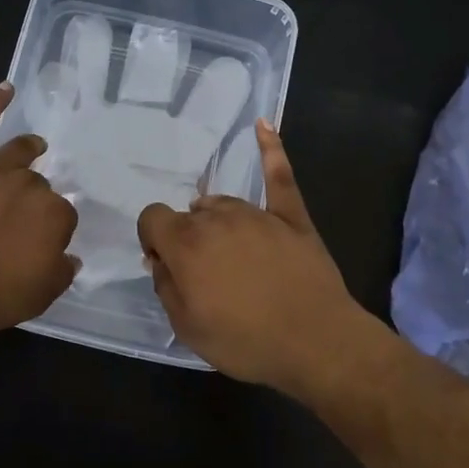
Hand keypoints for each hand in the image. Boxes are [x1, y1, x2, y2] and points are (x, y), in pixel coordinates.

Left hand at [0, 82, 78, 335]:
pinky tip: (6, 88)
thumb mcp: (38, 297)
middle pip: (40, 185)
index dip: (52, 231)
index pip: (63, 216)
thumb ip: (61, 273)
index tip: (41, 244)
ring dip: (29, 149)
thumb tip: (69, 257)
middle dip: (36, 198)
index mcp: (54, 216)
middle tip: (21, 220)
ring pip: (19, 154)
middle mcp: (29, 186)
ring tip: (36, 146)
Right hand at [137, 122, 375, 394]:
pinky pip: (279, 175)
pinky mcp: (292, 216)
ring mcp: (257, 214)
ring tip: (229, 254)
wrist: (316, 343)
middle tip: (205, 274)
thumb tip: (159, 260)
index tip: (165, 265)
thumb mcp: (187, 328)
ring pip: (222, 203)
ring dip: (216, 221)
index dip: (153, 239)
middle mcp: (217, 218)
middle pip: (189, 215)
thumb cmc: (245, 341)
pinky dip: (271, 148)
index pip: (152, 218)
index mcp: (185, 244)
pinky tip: (264, 124)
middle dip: (187, 238)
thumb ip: (165, 286)